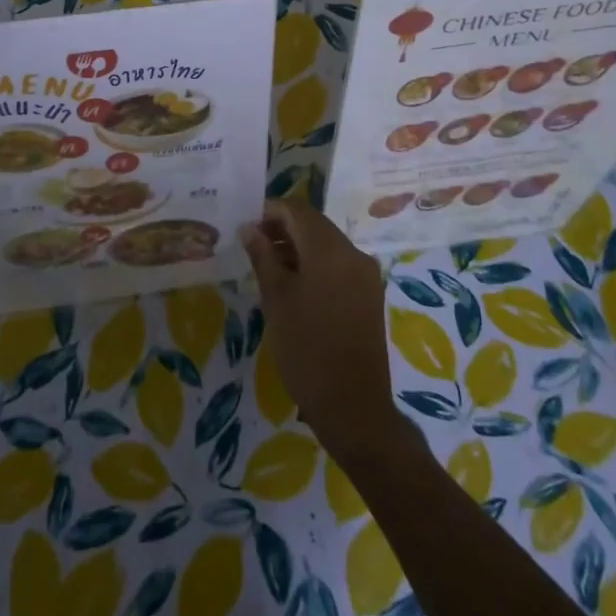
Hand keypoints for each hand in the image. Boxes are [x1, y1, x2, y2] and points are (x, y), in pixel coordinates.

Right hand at [240, 201, 413, 463]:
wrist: (353, 405)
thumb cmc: (306, 348)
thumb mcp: (276, 299)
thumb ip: (262, 256)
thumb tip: (249, 228)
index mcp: (330, 249)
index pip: (297, 209)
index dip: (269, 211)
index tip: (245, 227)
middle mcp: (353, 253)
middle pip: (314, 224)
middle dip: (282, 228)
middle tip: (252, 247)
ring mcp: (365, 274)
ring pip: (326, 244)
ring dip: (297, 246)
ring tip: (268, 267)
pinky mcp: (369, 294)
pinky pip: (338, 264)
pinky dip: (315, 264)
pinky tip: (293, 285)